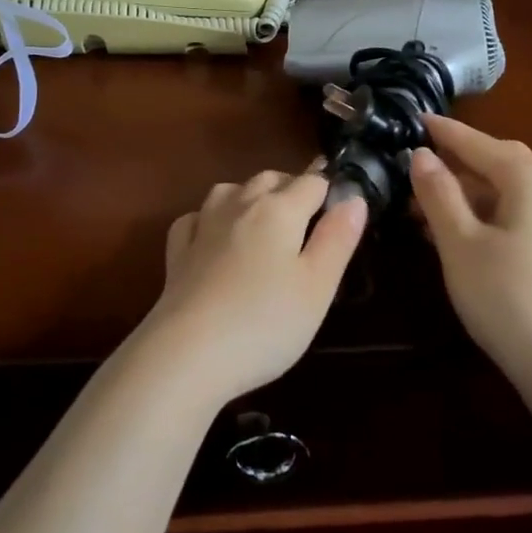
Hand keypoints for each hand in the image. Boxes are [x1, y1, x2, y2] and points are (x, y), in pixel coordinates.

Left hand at [135, 169, 367, 404]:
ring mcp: (203, 226)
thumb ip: (338, 238)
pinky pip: (195, 218)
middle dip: (292, 188)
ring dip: (250, 195)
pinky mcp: (177, 252)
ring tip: (263, 221)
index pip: (313, 182)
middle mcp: (239, 205)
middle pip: (270, 178)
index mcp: (279, 210)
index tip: (343, 211)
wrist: (187, 354)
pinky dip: (209, 218)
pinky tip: (213, 236)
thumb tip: (354, 197)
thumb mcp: (318, 286)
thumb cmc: (265, 322)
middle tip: (309, 220)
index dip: (331, 190)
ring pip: (229, 190)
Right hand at [409, 115, 531, 376]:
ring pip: (504, 192)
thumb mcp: (460, 242)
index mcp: (530, 178)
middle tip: (414, 162)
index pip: (477, 142)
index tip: (414, 118)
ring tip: (421, 203)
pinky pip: (515, 216)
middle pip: (496, 163)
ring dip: (464, 193)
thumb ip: (438, 194)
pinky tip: (454, 233)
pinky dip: (482, 215)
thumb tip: (420, 155)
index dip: (443, 132)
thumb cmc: (508, 296)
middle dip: (454, 162)